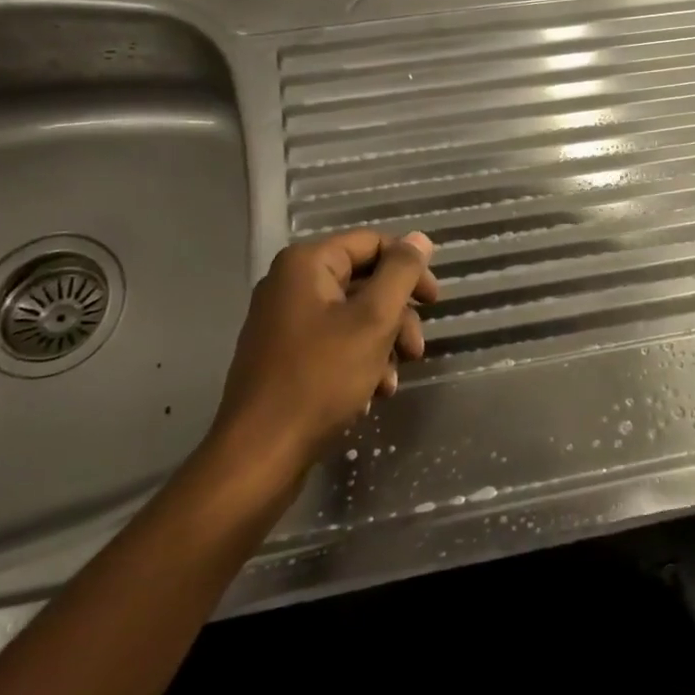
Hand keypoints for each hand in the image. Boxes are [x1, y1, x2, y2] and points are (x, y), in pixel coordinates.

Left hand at [206, 229, 438, 471]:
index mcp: (306, 264)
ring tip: (392, 382)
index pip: (373, 244)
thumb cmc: (320, 379)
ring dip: (382, 345)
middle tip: (416, 350)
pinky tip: (371, 394)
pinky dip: (359, 362)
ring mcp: (283, 322)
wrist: (260, 455)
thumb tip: (419, 238)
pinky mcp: (283, 356)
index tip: (434, 303)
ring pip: (352, 317)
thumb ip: (401, 273)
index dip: (409, 268)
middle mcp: (290, 284)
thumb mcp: (373, 320)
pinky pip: (333, 343)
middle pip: (364, 282)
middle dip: (397, 316)